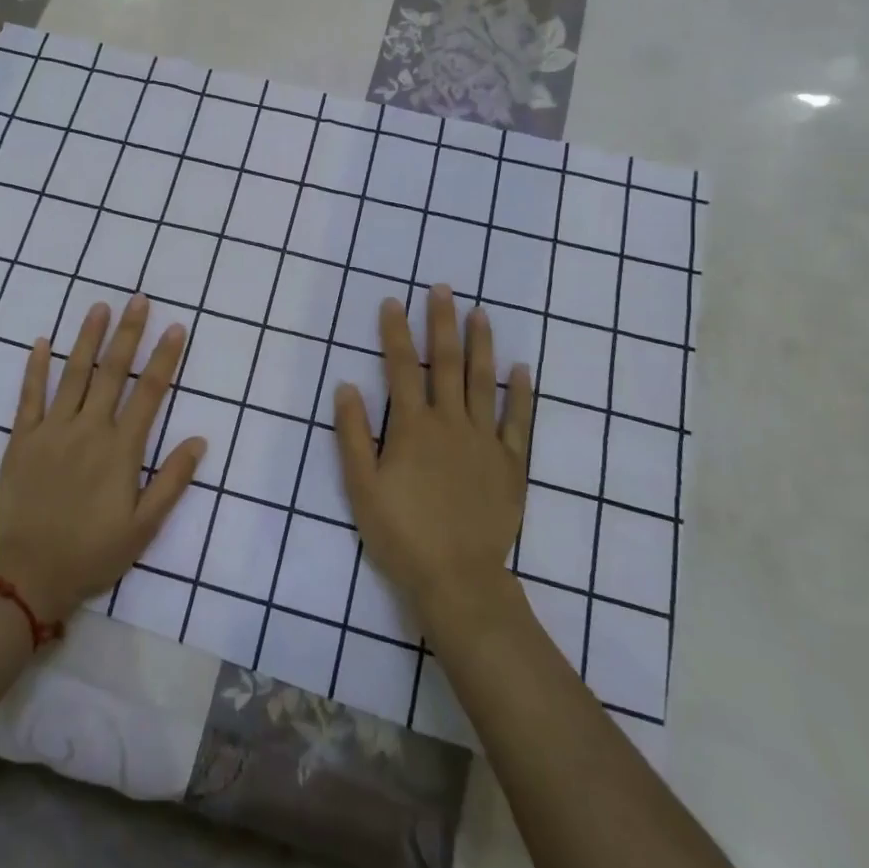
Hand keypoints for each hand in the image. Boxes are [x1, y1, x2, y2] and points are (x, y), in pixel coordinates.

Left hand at [0, 295, 204, 626]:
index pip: (149, 392)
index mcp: (121, 449)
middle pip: (112, 372)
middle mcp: (89, 429)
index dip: (164, 358)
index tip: (175, 327)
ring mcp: (52, 430)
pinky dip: (36, 368)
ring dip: (87, 338)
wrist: (28, 573)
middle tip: (139, 299)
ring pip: (73, 374)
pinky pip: (29, 396)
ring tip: (99, 307)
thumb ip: (172, 481)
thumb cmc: (93, 552)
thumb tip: (199, 440)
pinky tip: (43, 342)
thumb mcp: (144, 526)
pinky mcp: (21, 439)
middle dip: (128, 333)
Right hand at [334, 284, 533, 629]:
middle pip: (445, 363)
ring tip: (480, 312)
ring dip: (481, 344)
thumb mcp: (361, 487)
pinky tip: (522, 368)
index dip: (395, 332)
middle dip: (441, 323)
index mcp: (412, 427)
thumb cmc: (401, 533)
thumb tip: (346, 385)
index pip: (401, 368)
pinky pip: (518, 421)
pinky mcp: (511, 463)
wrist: (457, 578)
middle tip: (443, 288)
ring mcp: (484, 441)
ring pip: (483, 382)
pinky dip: (521, 393)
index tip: (394, 301)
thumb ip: (352, 434)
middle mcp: (450, 423)